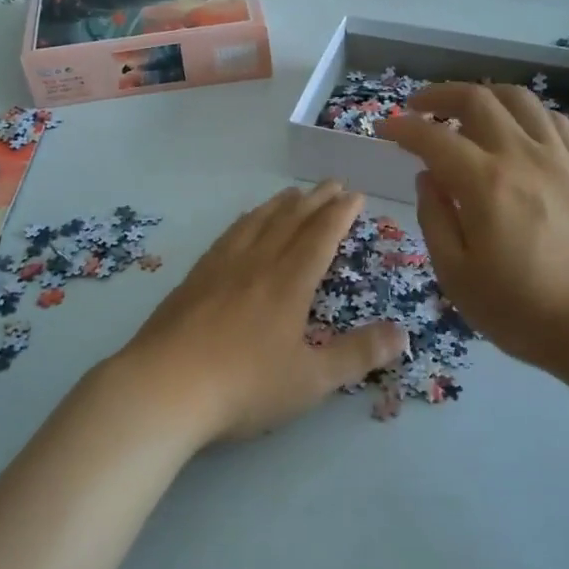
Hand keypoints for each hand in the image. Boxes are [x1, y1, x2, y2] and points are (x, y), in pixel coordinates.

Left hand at [110, 183, 406, 444]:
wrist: (164, 386)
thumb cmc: (244, 386)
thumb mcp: (311, 380)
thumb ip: (357, 355)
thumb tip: (403, 334)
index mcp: (288, 283)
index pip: (320, 237)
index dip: (340, 214)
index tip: (355, 194)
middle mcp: (257, 263)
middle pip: (290, 221)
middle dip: (316, 200)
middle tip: (333, 183)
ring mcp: (221, 267)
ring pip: (257, 222)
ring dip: (280, 204)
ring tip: (293, 193)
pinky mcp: (194, 278)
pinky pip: (228, 235)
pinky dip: (245, 221)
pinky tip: (243, 223)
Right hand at [377, 84, 568, 376]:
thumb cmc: (521, 308)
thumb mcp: (456, 275)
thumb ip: (435, 218)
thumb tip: (427, 178)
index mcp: (485, 184)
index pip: (433, 138)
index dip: (403, 128)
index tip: (385, 130)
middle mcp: (522, 156)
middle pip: (477, 99)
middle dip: (439, 95)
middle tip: (418, 107)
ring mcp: (558, 157)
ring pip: (518, 98)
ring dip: (484, 94)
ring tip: (465, 110)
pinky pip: (552, 119)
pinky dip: (524, 112)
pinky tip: (514, 129)